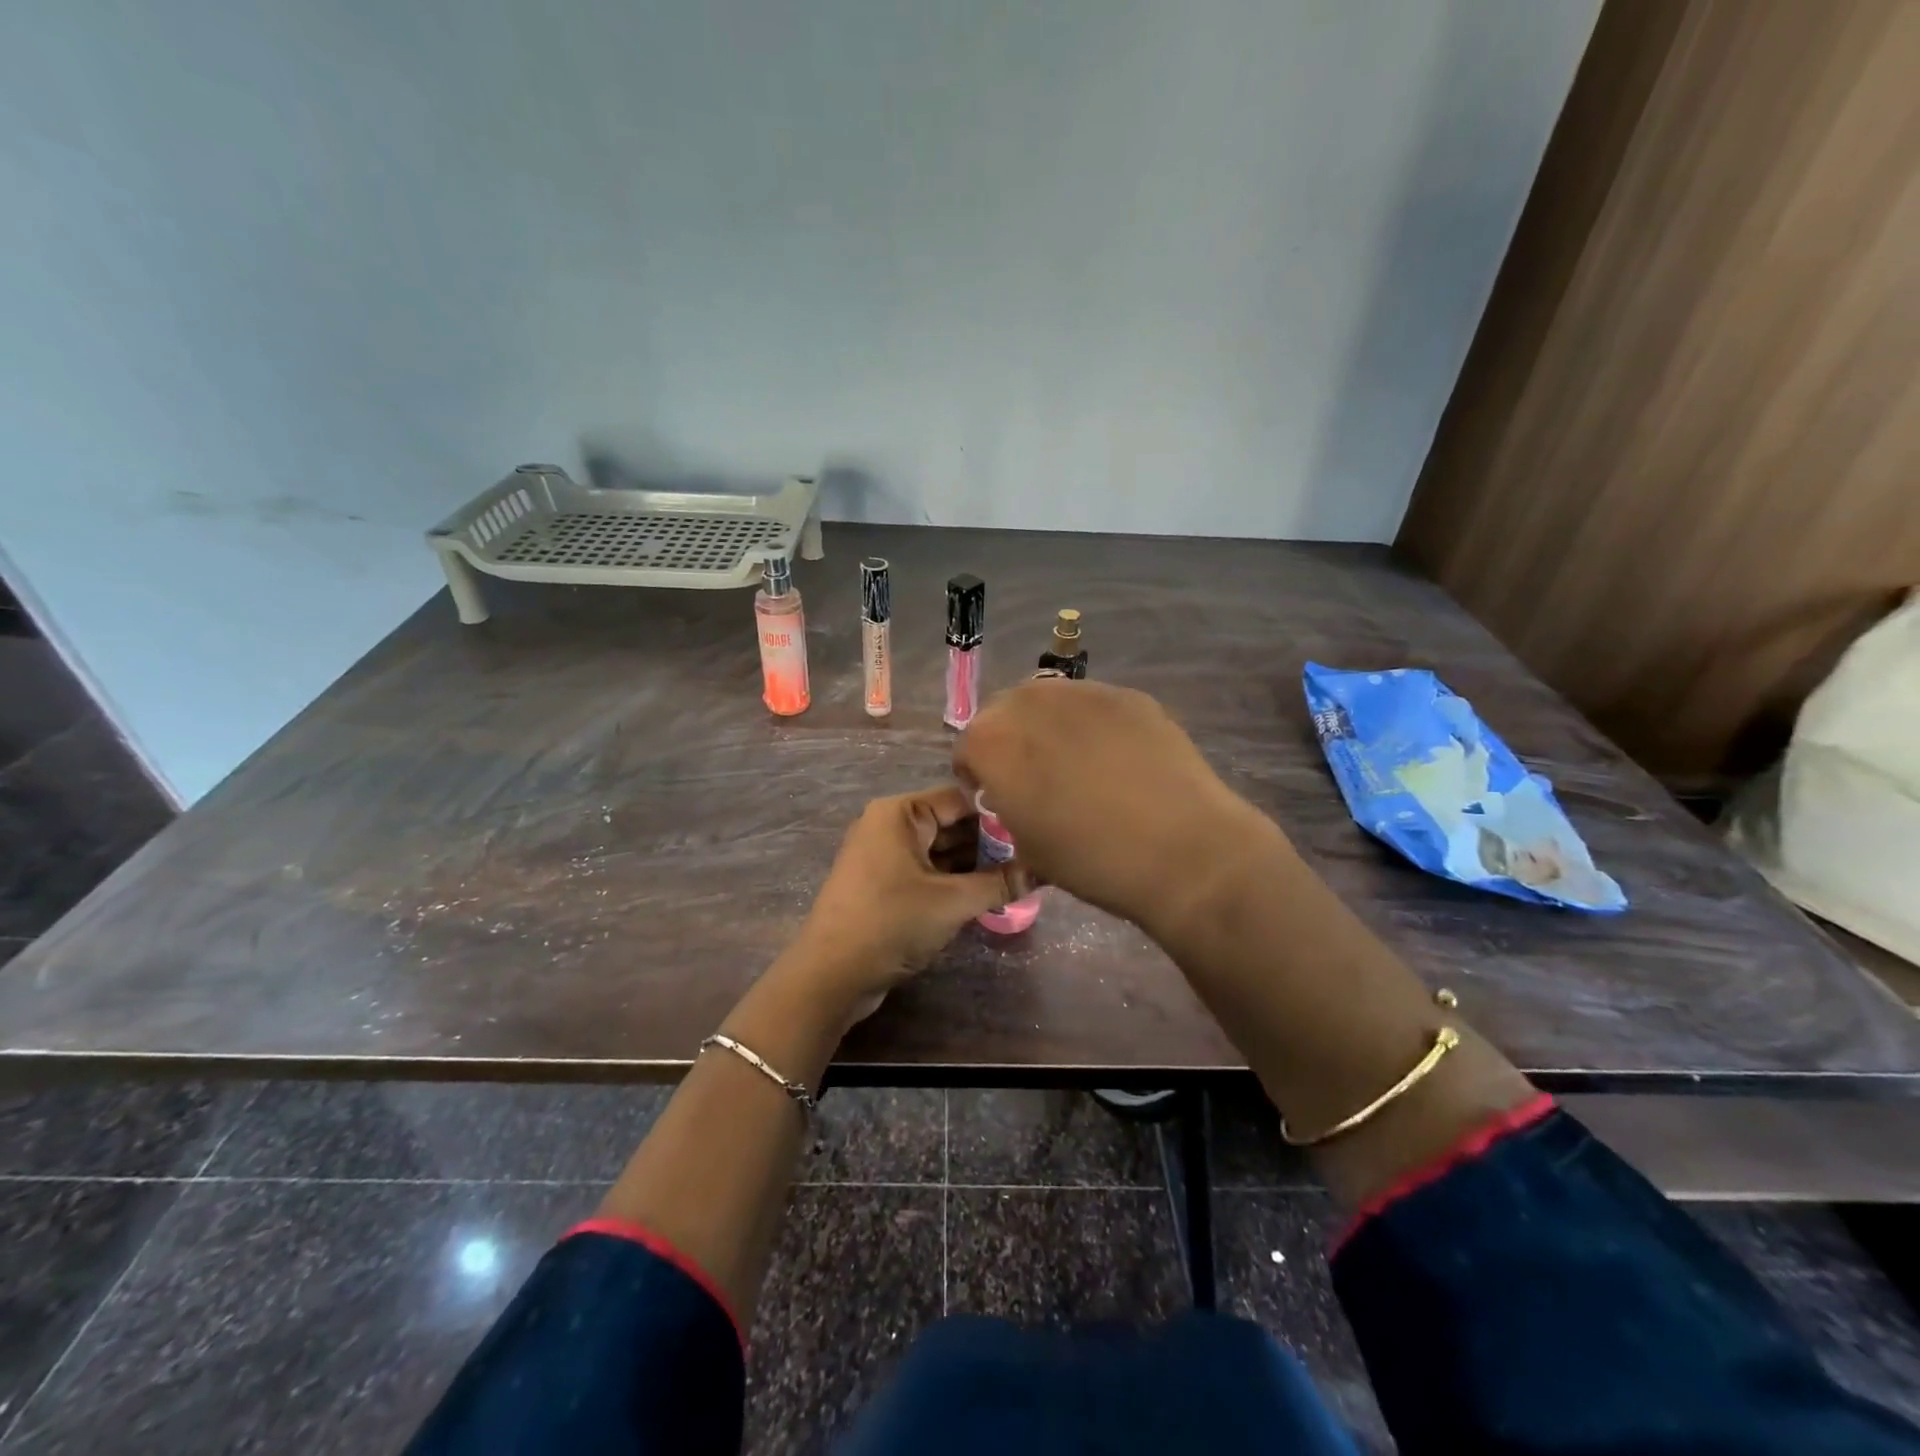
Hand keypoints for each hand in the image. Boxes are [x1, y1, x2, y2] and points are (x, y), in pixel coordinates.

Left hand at [783, 786, 1027, 1025]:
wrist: (829, 975)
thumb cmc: (890, 923)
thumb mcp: (952, 902)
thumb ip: (999, 884)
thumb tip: (1042, 872)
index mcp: (900, 812)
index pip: (960, 798)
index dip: (1000, 814)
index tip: (1037, 829)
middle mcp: (890, 824)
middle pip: (951, 823)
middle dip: (990, 843)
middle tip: (1034, 857)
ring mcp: (884, 855)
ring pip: (941, 850)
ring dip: (975, 865)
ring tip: (1020, 876)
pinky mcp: (884, 884)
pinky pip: (928, 871)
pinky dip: (955, 880)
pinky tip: (989, 893)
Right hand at [953, 679, 1277, 938]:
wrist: (1182, 849)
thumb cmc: (1091, 859)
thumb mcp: (1027, 846)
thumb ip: (1008, 804)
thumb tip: (1019, 791)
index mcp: (993, 741)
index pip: (968, 747)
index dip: (980, 776)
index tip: (1001, 799)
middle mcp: (1030, 701)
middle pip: (1005, 713)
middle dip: (1013, 741)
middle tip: (1039, 778)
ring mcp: (1083, 691)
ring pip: (1050, 702)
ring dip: (1052, 728)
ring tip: (1081, 765)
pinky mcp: (1128, 694)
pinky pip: (1094, 706)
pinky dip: (1095, 726)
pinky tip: (1121, 761)